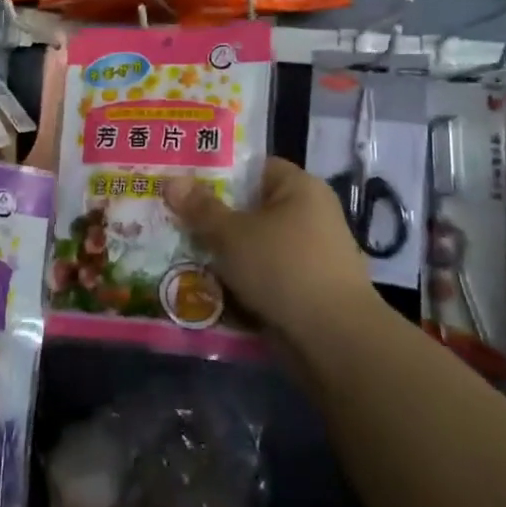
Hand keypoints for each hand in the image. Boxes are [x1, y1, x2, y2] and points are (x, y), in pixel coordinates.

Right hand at [163, 158, 377, 348]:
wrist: (334, 338)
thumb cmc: (283, 267)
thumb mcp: (232, 234)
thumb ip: (200, 208)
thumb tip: (171, 181)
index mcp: (300, 188)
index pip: (254, 168)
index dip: (217, 174)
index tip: (183, 186)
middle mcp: (310, 215)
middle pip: (251, 209)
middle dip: (214, 220)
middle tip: (174, 222)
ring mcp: (310, 254)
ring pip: (254, 246)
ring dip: (224, 255)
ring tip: (181, 256)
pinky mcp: (306, 289)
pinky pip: (264, 275)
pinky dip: (240, 281)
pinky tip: (207, 289)